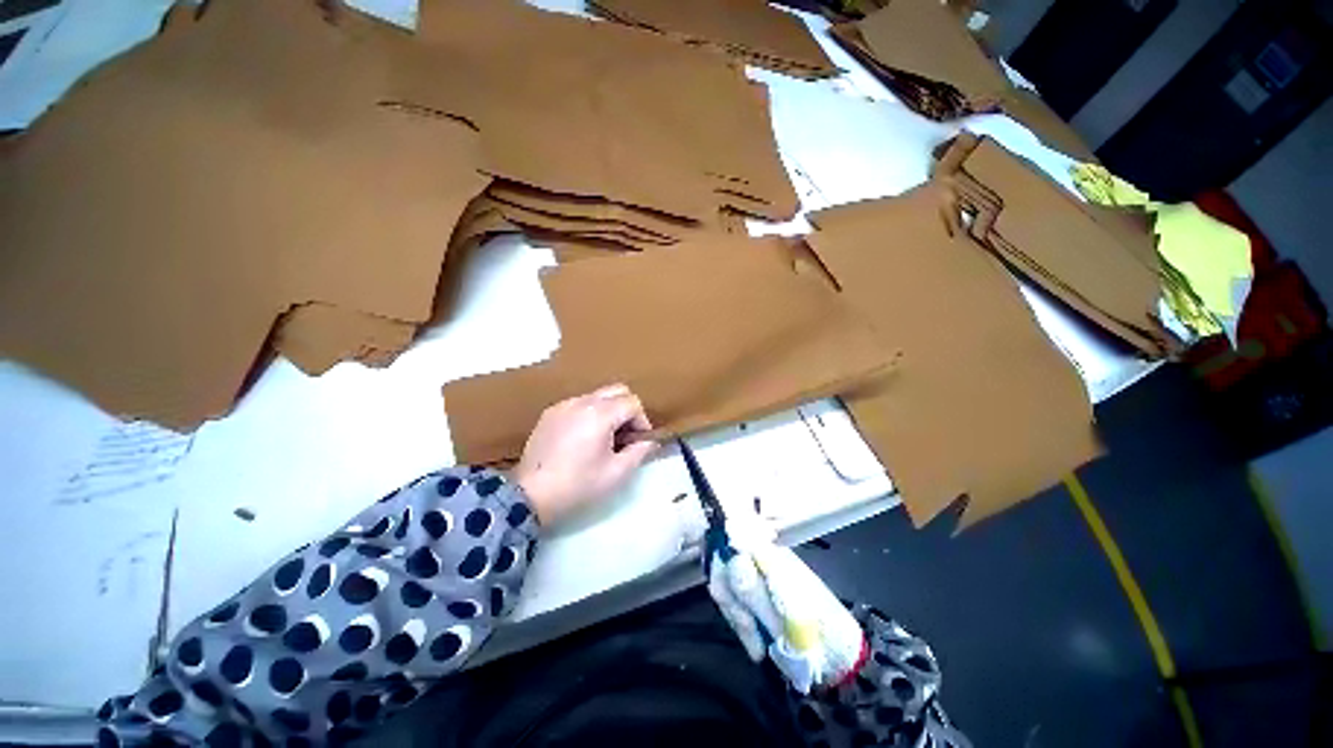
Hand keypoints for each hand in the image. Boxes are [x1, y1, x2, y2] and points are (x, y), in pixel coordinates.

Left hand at [513, 383, 657, 526]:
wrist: (530, 496)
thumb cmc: (578, 485)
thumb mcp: (616, 473)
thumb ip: (639, 452)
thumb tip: (650, 441)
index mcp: (600, 414)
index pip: (632, 403)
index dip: (642, 421)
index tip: (638, 441)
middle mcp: (582, 401)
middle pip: (617, 390)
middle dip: (627, 409)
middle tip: (625, 435)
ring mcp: (563, 405)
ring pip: (597, 395)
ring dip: (609, 410)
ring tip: (604, 437)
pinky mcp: (550, 413)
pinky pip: (578, 403)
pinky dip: (589, 413)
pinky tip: (582, 437)